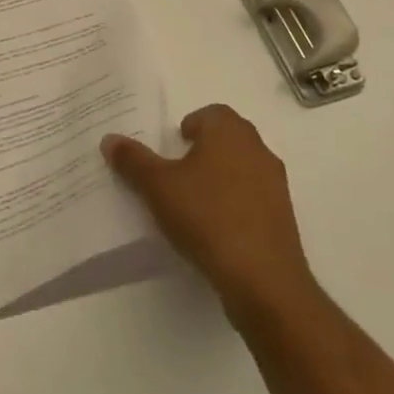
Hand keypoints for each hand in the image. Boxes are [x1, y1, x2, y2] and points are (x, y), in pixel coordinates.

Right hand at [103, 105, 316, 318]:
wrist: (263, 280)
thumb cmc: (207, 217)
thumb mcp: (158, 187)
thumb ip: (133, 160)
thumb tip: (110, 139)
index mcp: (229, 132)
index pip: (211, 113)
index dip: (191, 125)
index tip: (173, 146)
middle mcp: (257, 149)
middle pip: (228, 138)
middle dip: (205, 149)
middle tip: (178, 170)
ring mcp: (276, 184)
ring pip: (243, 167)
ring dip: (222, 177)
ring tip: (195, 202)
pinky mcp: (284, 218)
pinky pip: (255, 198)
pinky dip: (237, 204)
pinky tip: (217, 228)